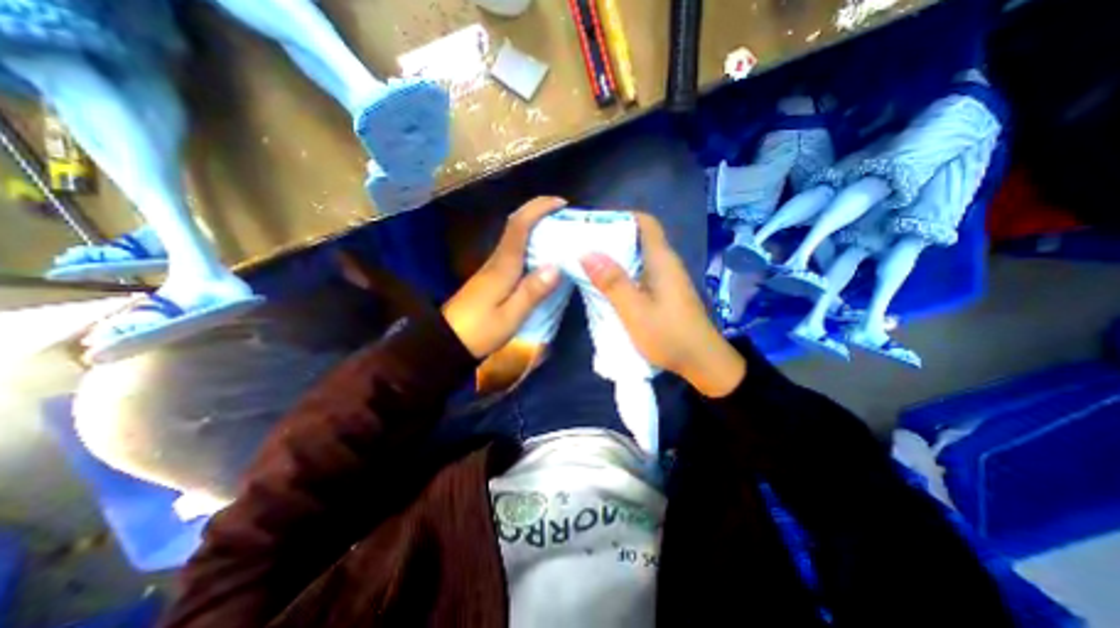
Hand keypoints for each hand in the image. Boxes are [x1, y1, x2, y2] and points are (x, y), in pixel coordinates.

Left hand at [442, 199, 564, 359]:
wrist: (447, 341)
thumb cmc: (479, 331)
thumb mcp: (510, 317)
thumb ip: (532, 292)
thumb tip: (557, 267)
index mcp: (503, 266)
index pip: (519, 226)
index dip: (538, 208)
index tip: (560, 203)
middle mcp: (497, 260)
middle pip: (517, 226)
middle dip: (540, 214)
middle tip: (565, 218)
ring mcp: (493, 267)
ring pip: (515, 237)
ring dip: (536, 228)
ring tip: (561, 233)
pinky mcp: (492, 276)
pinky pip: (515, 251)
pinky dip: (530, 245)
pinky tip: (543, 256)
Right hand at [588, 213, 741, 393]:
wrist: (702, 362)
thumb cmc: (669, 335)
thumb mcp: (635, 311)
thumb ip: (612, 282)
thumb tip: (587, 252)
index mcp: (661, 260)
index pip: (645, 222)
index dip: (621, 217)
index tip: (594, 224)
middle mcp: (665, 264)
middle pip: (638, 239)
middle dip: (611, 239)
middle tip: (582, 245)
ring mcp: (665, 280)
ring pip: (637, 258)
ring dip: (614, 258)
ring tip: (587, 263)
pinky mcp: (663, 294)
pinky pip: (639, 274)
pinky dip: (621, 274)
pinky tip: (605, 286)